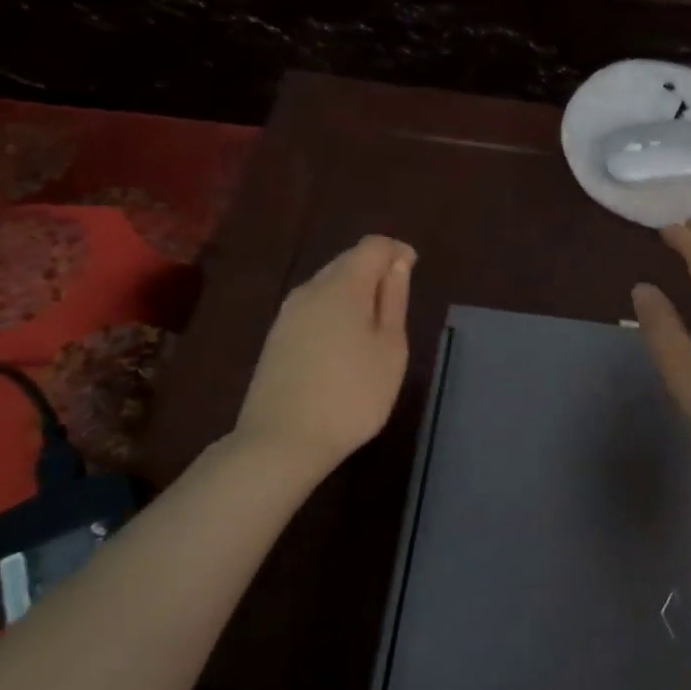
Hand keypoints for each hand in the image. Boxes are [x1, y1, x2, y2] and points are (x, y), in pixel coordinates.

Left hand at [233, 235, 415, 481]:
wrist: (280, 443)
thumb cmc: (352, 395)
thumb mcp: (390, 348)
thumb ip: (394, 300)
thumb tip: (397, 264)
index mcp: (343, 286)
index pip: (373, 246)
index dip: (397, 251)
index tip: (414, 273)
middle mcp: (311, 289)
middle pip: (348, 260)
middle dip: (376, 269)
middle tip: (398, 303)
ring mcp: (288, 314)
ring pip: (328, 284)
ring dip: (355, 291)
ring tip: (375, 326)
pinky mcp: (276, 337)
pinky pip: (313, 306)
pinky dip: (335, 310)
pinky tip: (344, 343)